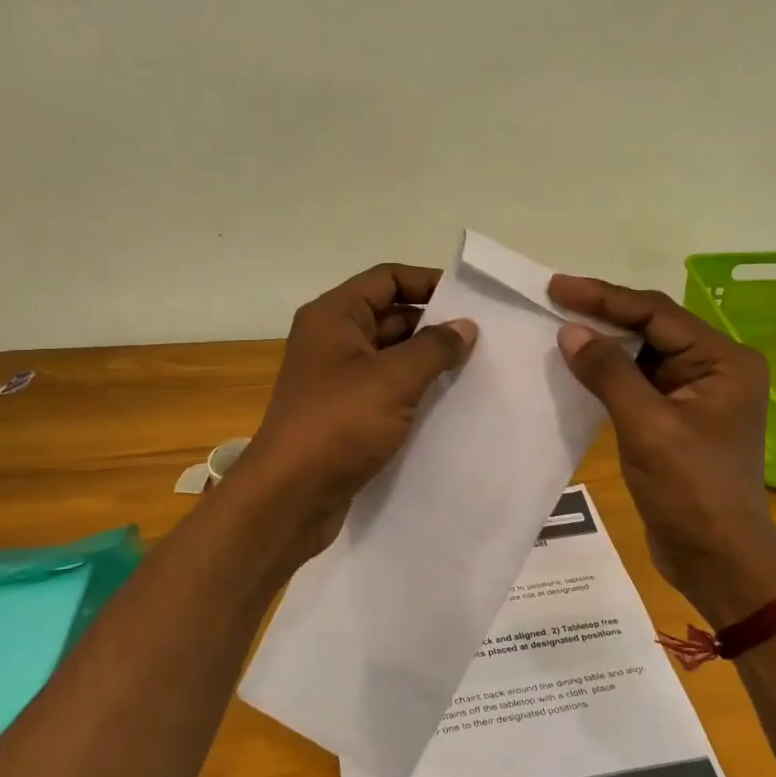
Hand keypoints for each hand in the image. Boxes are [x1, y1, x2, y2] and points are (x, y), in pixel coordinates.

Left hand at [238, 263, 477, 555]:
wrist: (291, 497)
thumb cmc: (338, 424)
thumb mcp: (393, 379)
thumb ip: (434, 348)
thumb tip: (465, 326)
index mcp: (334, 316)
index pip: (387, 279)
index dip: (428, 282)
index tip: (471, 300)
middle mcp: (332, 340)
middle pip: (390, 316)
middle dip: (434, 325)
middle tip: (484, 339)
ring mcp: (336, 380)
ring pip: (390, 356)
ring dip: (427, 361)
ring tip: (476, 369)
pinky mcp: (344, 415)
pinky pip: (385, 390)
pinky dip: (413, 391)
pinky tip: (449, 403)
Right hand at [548, 274, 775, 627]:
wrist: (718, 559)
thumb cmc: (692, 491)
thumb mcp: (648, 427)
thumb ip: (609, 373)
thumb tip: (570, 331)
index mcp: (723, 361)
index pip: (657, 313)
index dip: (604, 297)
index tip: (557, 287)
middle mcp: (715, 369)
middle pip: (651, 328)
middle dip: (603, 314)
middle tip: (552, 299)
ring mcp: (696, 395)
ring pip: (642, 355)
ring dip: (603, 344)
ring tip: (557, 327)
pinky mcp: (678, 419)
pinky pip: (638, 383)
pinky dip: (608, 374)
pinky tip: (578, 368)